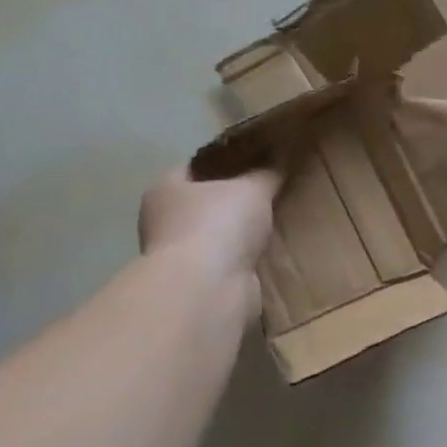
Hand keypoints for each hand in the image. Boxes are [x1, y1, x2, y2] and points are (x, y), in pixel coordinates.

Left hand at [138, 165, 280, 288]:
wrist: (208, 288)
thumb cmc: (219, 224)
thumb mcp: (253, 188)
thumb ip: (267, 173)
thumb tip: (282, 159)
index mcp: (165, 189)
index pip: (195, 166)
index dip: (225, 160)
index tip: (256, 160)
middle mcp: (163, 221)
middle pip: (204, 202)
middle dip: (234, 199)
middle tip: (271, 191)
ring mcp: (179, 255)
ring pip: (216, 234)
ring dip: (239, 232)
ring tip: (276, 221)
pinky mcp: (198, 282)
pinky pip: (227, 261)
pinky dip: (244, 257)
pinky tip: (269, 251)